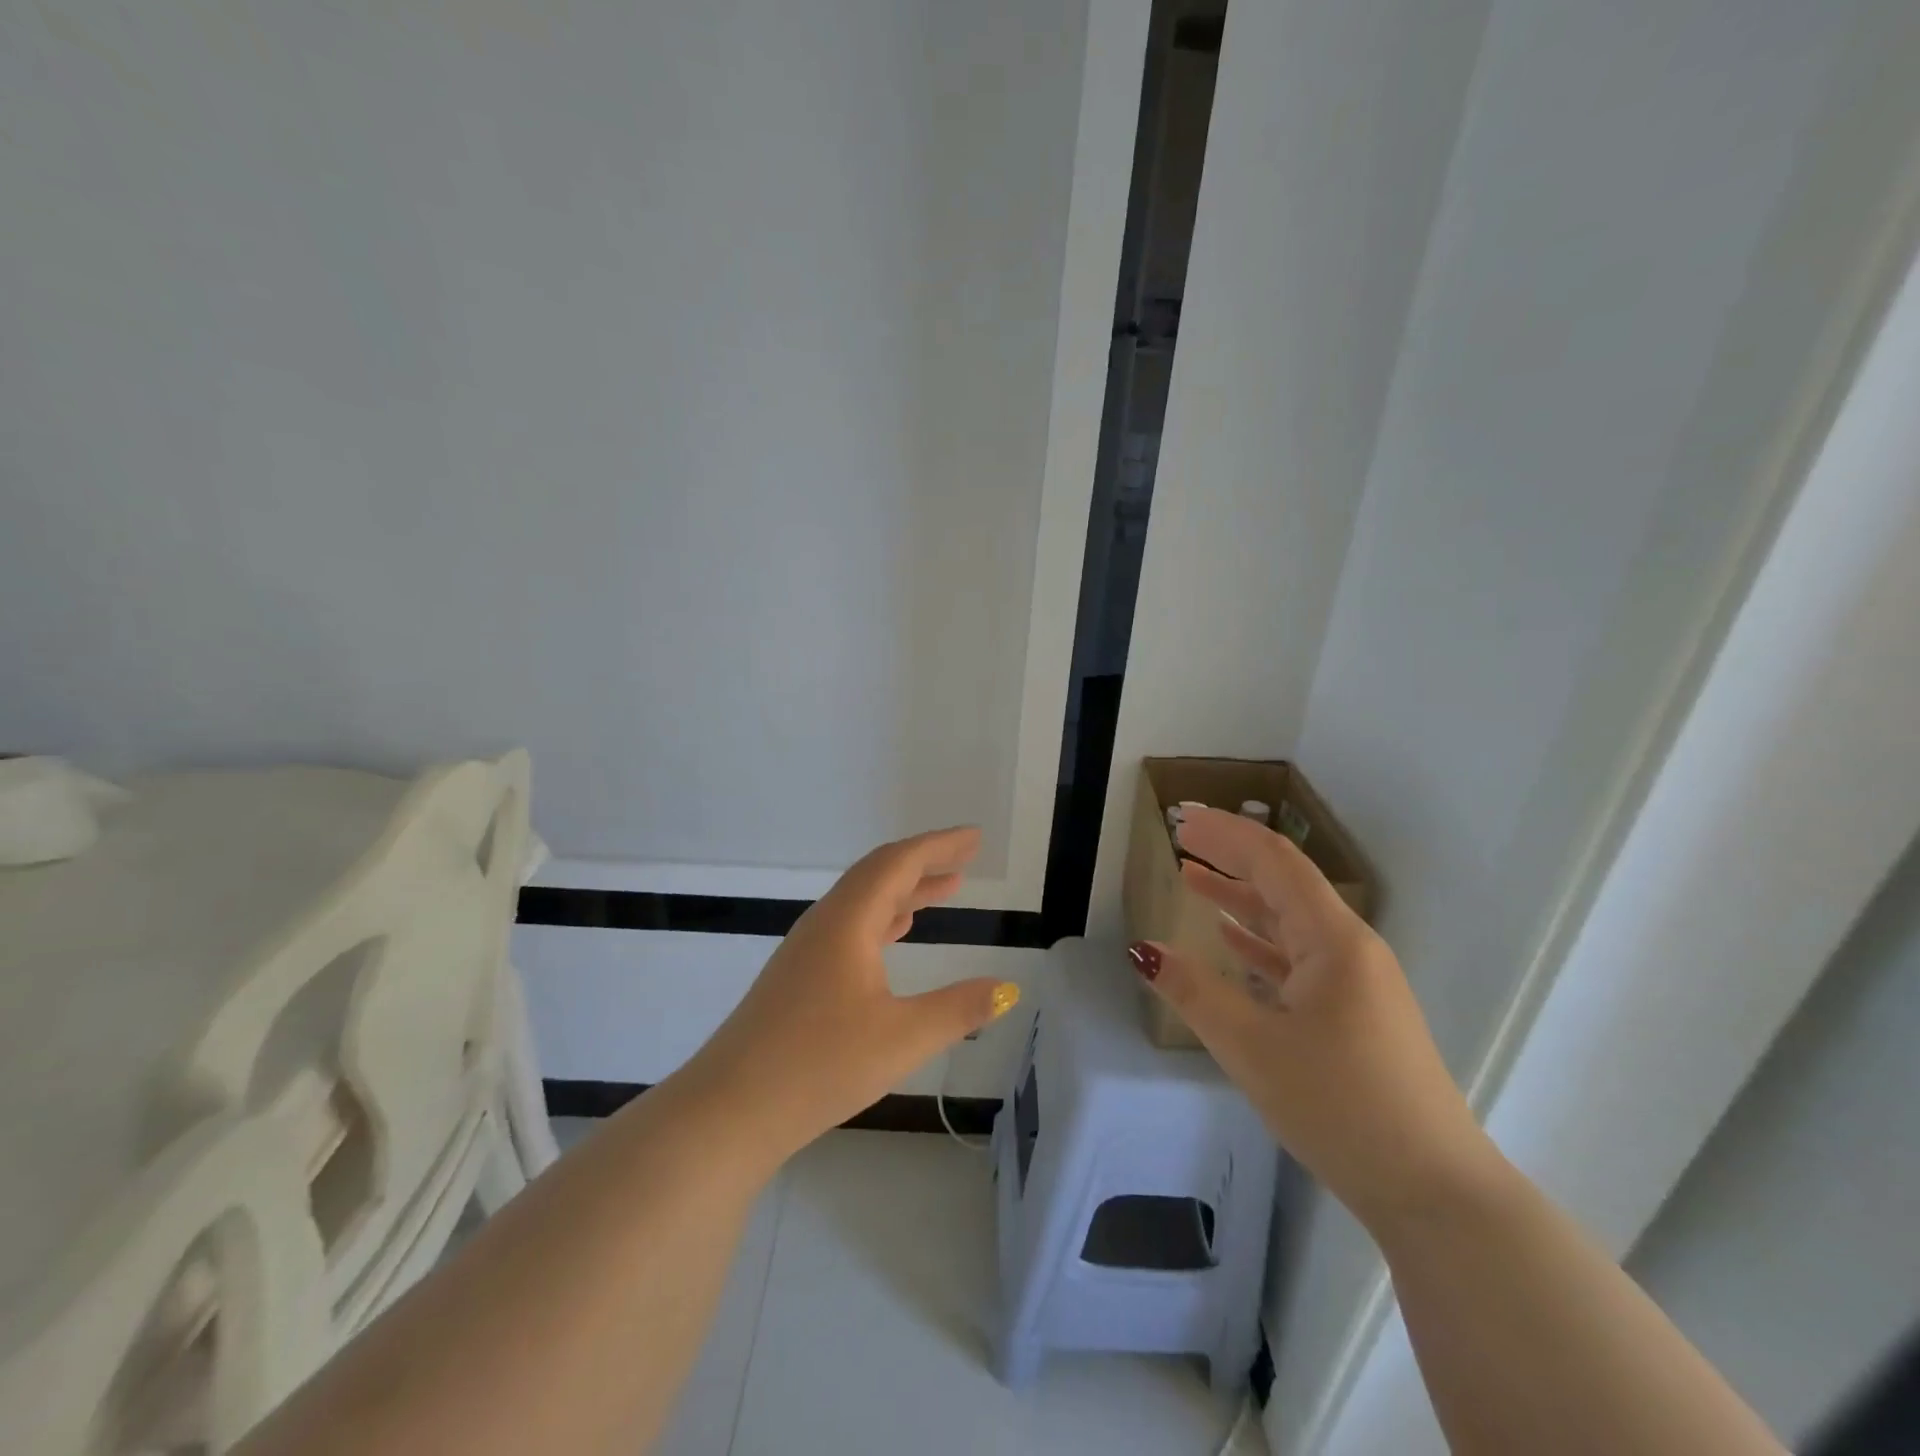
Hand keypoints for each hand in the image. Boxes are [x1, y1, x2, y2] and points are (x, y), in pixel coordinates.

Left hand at [681, 826, 1020, 1164]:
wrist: (730, 1108)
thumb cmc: (819, 1065)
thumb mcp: (901, 1038)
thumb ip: (959, 1010)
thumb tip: (1008, 988)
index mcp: (848, 922)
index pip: (898, 863)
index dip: (939, 845)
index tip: (974, 837)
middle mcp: (825, 923)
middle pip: (879, 874)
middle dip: (925, 862)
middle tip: (966, 858)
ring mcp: (807, 949)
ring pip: (863, 901)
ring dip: (905, 890)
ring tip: (946, 889)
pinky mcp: (798, 975)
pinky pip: (850, 926)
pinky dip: (884, 918)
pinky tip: (897, 934)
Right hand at [1130, 807, 1494, 1230]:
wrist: (1434, 1192)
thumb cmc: (1341, 1106)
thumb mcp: (1252, 1047)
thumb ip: (1194, 991)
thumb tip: (1143, 949)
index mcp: (1333, 941)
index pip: (1274, 863)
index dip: (1227, 834)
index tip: (1182, 820)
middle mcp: (1349, 948)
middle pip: (1283, 883)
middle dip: (1231, 856)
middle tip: (1182, 837)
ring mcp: (1355, 982)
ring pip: (1289, 920)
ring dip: (1240, 896)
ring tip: (1192, 876)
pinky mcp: (1353, 1013)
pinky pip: (1297, 956)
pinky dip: (1258, 939)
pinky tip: (1229, 937)